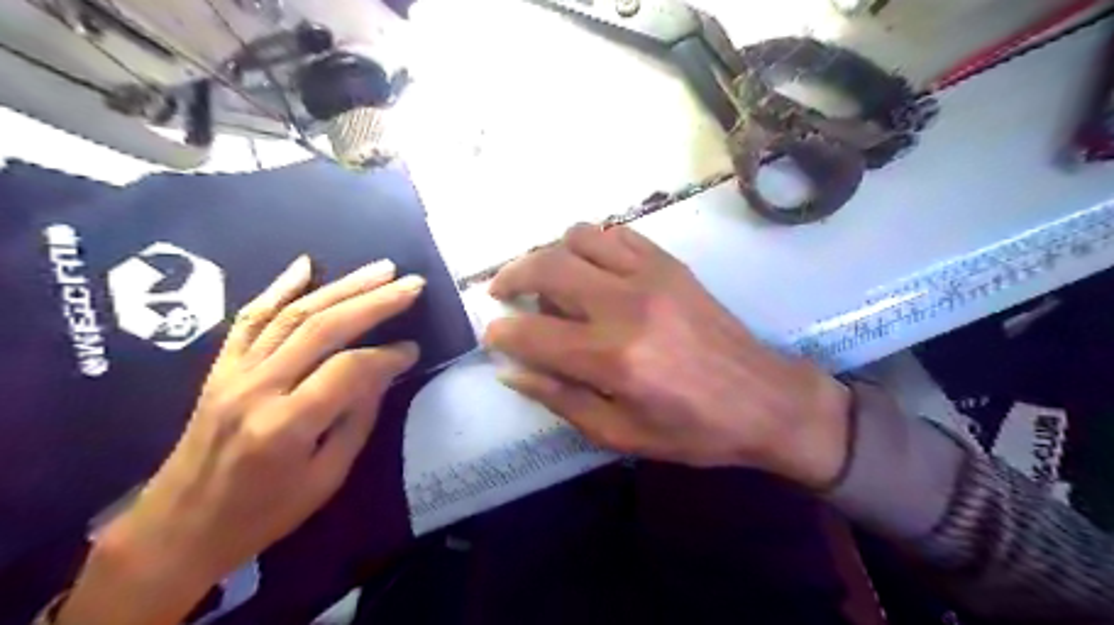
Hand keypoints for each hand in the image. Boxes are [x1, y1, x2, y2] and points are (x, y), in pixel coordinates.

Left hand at [60, 254, 426, 624]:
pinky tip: (306, 265)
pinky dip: (279, 287)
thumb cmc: (263, 514)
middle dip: (374, 301)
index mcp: (286, 425)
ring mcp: (234, 373)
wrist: (178, 528)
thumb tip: (384, 372)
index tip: (413, 349)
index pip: (349, 370)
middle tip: (411, 284)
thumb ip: (358, 419)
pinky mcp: (220, 368)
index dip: (387, 355)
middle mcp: (258, 388)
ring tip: (380, 269)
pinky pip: (249, 318)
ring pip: (292, 314)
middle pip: (323, 327)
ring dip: (341, 286)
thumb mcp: (326, 478)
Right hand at [485, 226, 855, 487]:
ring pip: (578, 236)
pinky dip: (592, 244)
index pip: (531, 333)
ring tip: (549, 279)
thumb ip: (562, 399)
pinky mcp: (671, 264)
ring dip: (551, 254)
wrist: (767, 401)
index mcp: (613, 358)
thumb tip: (513, 372)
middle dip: (510, 276)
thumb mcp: (621, 434)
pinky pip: (618, 233)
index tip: (493, 336)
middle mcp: (626, 305)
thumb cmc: (694, 431)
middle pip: (546, 266)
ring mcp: (651, 276)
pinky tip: (593, 268)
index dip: (501, 334)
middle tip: (502, 293)